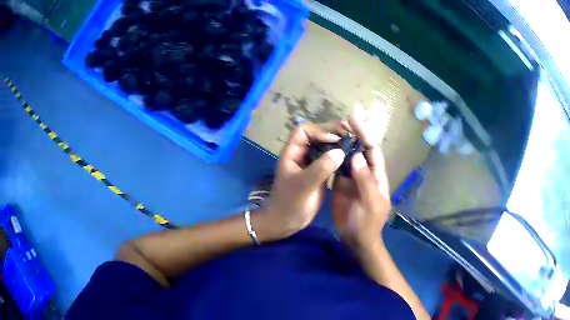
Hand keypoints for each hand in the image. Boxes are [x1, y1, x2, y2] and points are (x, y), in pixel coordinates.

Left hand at [255, 122, 345, 240]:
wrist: (285, 223)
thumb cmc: (289, 204)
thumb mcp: (303, 185)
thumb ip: (320, 168)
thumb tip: (340, 151)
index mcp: (292, 152)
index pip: (305, 130)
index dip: (320, 130)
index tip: (336, 139)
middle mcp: (302, 154)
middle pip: (318, 135)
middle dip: (334, 132)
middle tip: (353, 134)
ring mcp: (312, 163)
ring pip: (326, 146)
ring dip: (339, 143)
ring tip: (356, 143)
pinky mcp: (320, 173)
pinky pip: (331, 159)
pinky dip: (341, 156)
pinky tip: (353, 157)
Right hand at [331, 117, 390, 248]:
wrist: (355, 238)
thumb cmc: (367, 222)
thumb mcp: (370, 202)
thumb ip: (365, 180)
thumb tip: (357, 155)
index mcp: (377, 175)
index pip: (373, 150)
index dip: (365, 134)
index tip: (354, 120)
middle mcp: (366, 172)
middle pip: (361, 149)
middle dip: (353, 134)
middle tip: (340, 121)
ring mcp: (353, 178)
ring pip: (349, 156)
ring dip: (342, 144)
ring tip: (330, 131)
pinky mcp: (341, 184)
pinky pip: (338, 167)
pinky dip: (333, 157)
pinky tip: (324, 148)